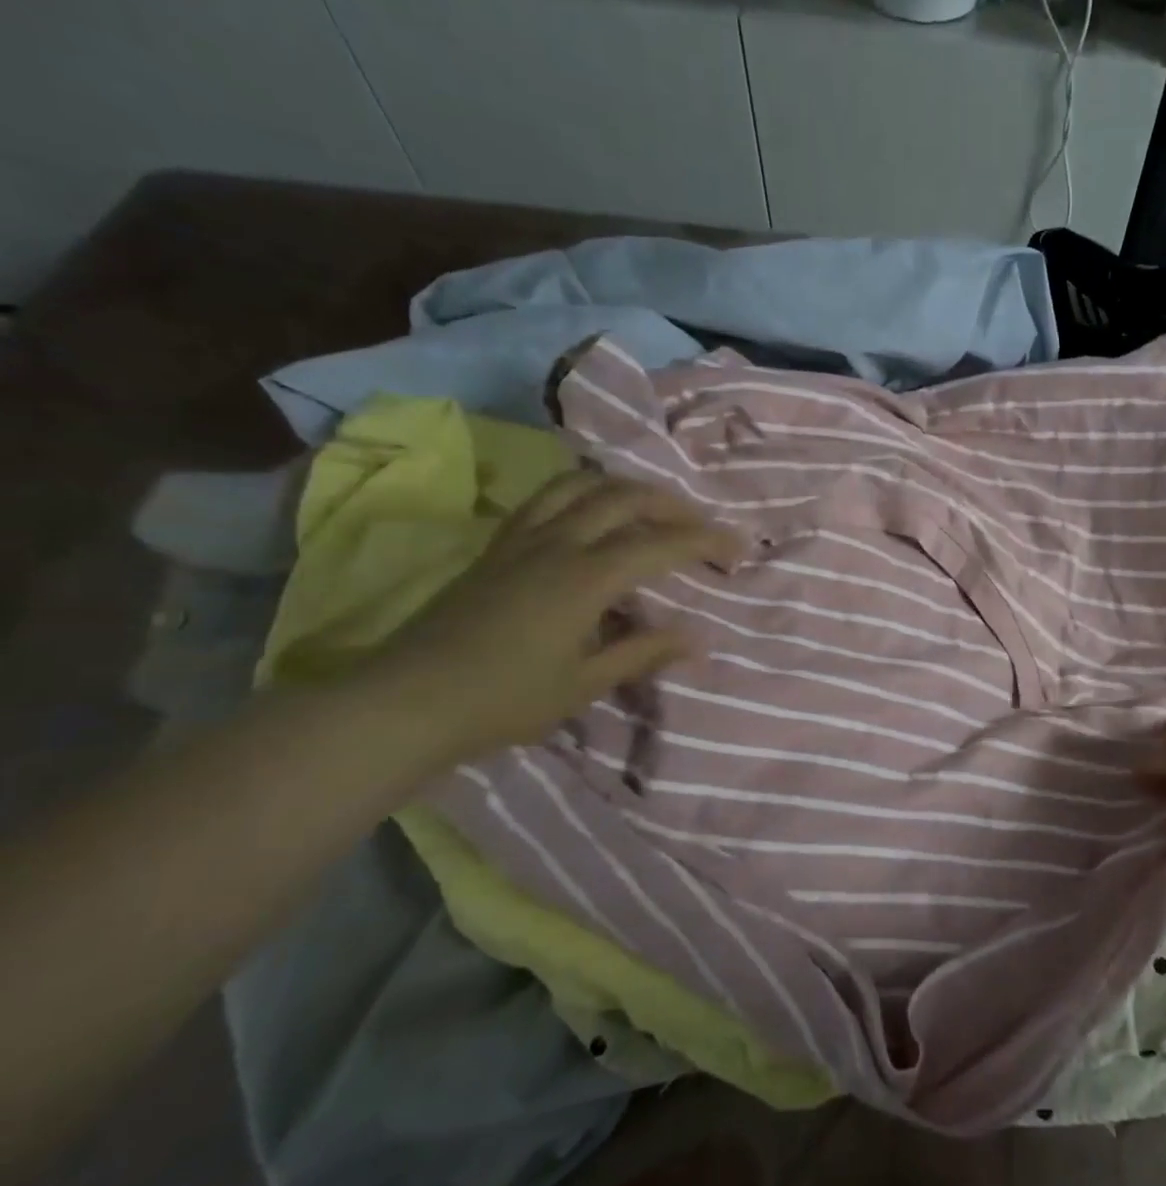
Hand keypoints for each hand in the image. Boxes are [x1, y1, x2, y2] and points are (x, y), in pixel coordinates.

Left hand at [354, 469, 738, 767]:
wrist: (408, 700)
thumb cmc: (505, 699)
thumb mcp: (585, 683)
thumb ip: (643, 652)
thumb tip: (697, 637)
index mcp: (584, 578)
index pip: (659, 544)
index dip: (704, 541)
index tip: (738, 547)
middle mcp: (556, 544)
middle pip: (623, 497)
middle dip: (671, 504)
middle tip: (701, 524)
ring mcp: (521, 538)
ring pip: (581, 485)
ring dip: (625, 488)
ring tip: (652, 507)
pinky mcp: (497, 545)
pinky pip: (546, 497)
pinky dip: (583, 491)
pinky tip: (593, 512)